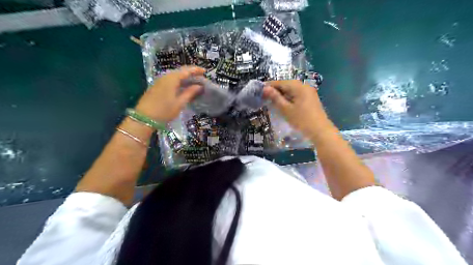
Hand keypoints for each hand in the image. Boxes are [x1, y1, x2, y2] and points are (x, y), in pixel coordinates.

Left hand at [135, 68, 205, 122]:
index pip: (186, 70)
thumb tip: (199, 86)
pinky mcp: (156, 86)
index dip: (196, 70)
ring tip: (194, 83)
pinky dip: (179, 82)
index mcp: (172, 79)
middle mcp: (165, 77)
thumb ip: (190, 93)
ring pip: (175, 76)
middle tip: (201, 78)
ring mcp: (159, 81)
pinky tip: (183, 87)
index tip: (205, 72)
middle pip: (180, 71)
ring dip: (185, 78)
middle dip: (191, 73)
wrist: (144, 118)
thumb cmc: (164, 111)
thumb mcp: (180, 103)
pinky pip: (170, 80)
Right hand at [262, 79, 329, 135]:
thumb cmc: (301, 120)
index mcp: (298, 86)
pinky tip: (284, 104)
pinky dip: (289, 97)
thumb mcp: (285, 109)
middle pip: (286, 85)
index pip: (280, 82)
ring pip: (292, 90)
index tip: (259, 91)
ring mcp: (309, 92)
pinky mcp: (311, 98)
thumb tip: (265, 88)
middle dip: (276, 90)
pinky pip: (297, 94)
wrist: (320, 131)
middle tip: (265, 98)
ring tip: (272, 101)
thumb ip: (275, 97)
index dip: (269, 86)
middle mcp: (304, 86)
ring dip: (282, 94)